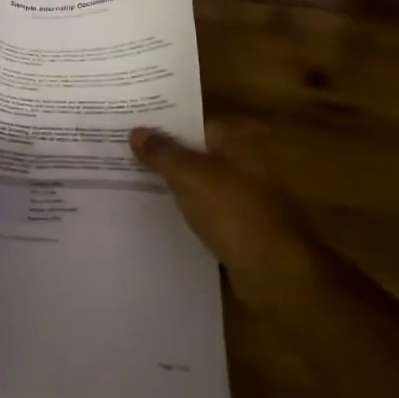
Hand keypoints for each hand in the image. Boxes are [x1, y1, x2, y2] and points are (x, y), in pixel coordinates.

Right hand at [129, 125, 319, 313]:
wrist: (272, 271)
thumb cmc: (232, 211)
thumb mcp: (189, 176)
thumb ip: (162, 153)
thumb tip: (136, 131)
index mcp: (237, 144)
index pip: (196, 126)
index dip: (165, 127)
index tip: (133, 131)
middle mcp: (244, 166)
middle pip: (198, 156)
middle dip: (166, 158)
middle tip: (125, 158)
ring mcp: (245, 200)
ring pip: (201, 187)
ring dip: (175, 188)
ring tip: (134, 187)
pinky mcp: (242, 231)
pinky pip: (206, 215)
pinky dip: (187, 215)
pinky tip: (161, 220)